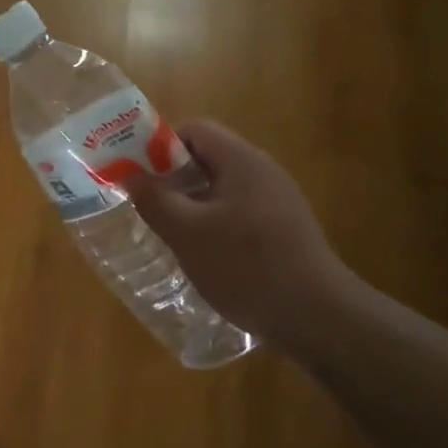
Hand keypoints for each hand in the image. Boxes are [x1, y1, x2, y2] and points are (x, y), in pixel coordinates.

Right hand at [126, 120, 359, 355]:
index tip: (141, 178)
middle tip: (150, 208)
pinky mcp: (285, 230)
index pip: (195, 130)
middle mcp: (263, 171)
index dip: (161, 147)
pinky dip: (216, 225)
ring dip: (193, 205)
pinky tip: (206, 257)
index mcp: (242, 160)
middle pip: (208, 158)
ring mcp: (278, 201)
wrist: (317, 317)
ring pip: (223, 189)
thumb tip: (131, 176)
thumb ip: (154, 200)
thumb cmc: (245, 266)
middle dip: (174, 179)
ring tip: (172, 235)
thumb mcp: (187, 233)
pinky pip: (240, 212)